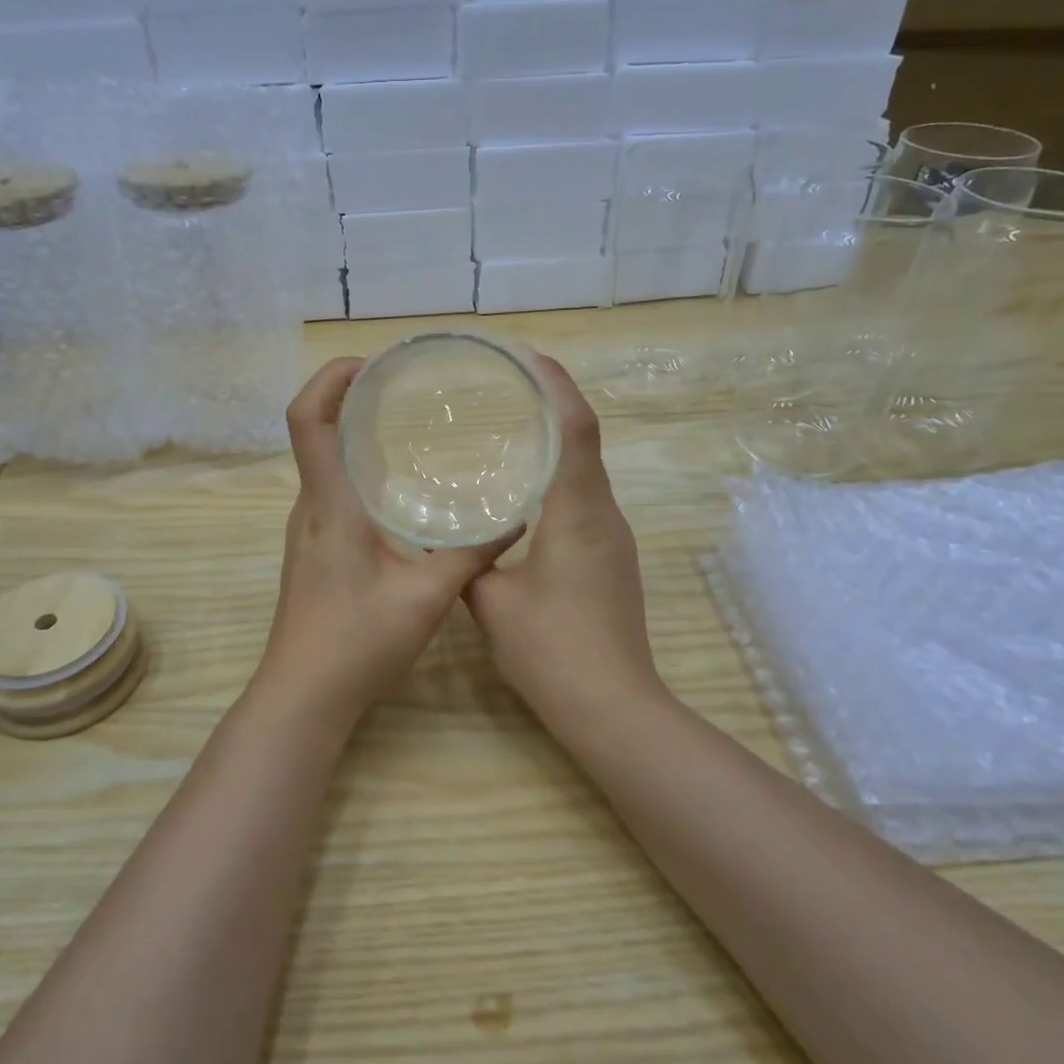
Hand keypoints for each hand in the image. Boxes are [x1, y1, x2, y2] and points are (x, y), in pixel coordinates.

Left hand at [256, 358, 519, 720]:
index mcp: (330, 504)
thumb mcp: (426, 596)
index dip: (329, 378)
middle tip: (404, 388)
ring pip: (325, 463)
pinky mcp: (316, 550)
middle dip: (350, 397)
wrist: (304, 695)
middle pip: (315, 431)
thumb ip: (471, 555)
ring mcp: (309, 529)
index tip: (370, 363)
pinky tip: (400, 490)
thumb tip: (515, 519)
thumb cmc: (357, 642)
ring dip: (355, 435)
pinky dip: (359, 471)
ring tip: (407, 426)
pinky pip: (333, 491)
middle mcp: (311, 507)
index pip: (307, 419)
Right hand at [464, 356, 663, 719]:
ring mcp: (613, 538)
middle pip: (586, 440)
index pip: (576, 429)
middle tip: (508, 385)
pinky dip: (560, 476)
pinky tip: (527, 489)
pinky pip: (586, 499)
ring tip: (512, 426)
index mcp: (578, 513)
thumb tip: (449, 540)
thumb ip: (468, 562)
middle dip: (554, 403)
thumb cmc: (552, 650)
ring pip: (587, 471)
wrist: (612, 705)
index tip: (527, 357)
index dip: (556, 385)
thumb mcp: (492, 602)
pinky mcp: (611, 559)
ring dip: (558, 440)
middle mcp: (604, 515)